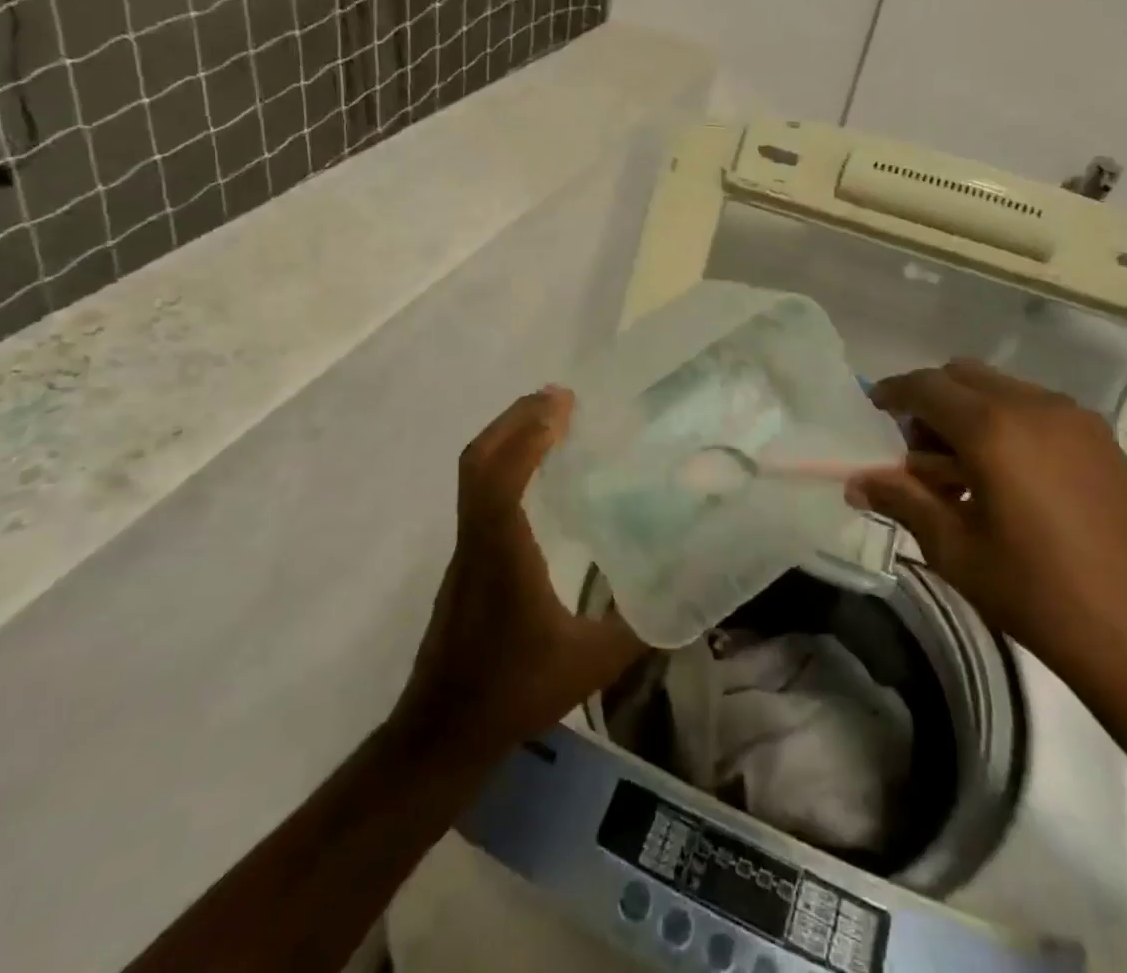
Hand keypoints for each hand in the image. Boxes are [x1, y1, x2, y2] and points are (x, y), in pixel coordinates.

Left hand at [393, 387, 645, 767]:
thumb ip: (638, 627)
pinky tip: (534, 470)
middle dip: (515, 419)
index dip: (528, 434)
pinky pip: (479, 491)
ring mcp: (466, 548)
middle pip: (479, 460)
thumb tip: (683, 595)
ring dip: (507, 436)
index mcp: (503, 553)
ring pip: (474, 474)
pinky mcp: (466, 559)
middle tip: (559, 397)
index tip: (563, 403)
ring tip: (549, 419)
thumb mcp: (590, 664)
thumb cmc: (514, 691)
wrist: (443, 730)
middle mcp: (478, 538)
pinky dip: (504, 462)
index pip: (501, 477)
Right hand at [851, 360, 1126, 681]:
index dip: (893, 392)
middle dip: (931, 402)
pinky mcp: (1104, 441)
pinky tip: (1010, 481)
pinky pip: (1036, 409)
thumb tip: (857, 481)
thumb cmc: (1041, 596)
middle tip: (919, 455)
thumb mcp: (958, 550)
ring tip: (966, 475)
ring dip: (969, 412)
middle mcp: (1034, 406)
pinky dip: (1007, 423)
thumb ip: (903, 501)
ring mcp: (1077, 420)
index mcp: (993, 428)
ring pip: (1001, 389)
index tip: (874, 409)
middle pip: (963, 376)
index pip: (925, 386)